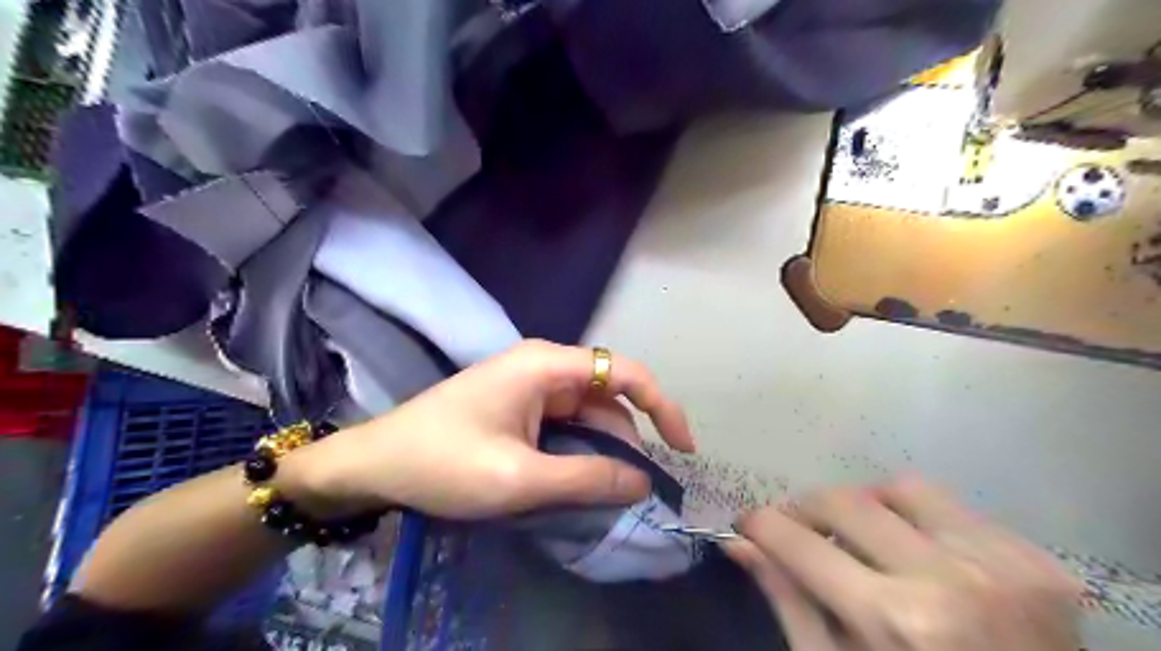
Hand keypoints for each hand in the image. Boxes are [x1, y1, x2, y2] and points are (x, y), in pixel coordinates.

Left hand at [291, 341, 692, 517]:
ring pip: (588, 414)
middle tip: (634, 490)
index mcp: (547, 365)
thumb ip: (587, 478)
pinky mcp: (520, 405)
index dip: (662, 406)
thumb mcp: (520, 478)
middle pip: (608, 397)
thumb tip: (643, 482)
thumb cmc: (443, 462)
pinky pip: (565, 424)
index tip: (681, 448)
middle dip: (628, 441)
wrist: (375, 463)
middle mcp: (545, 366)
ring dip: (602, 450)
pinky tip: (579, 479)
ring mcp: (531, 385)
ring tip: (605, 493)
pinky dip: (580, 451)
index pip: (625, 372)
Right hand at [729, 474, 1082, 649]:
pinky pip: (952, 507)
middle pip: (843, 500)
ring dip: (867, 508)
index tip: (746, 524)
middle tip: (798, 531)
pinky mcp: (1039, 561)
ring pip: (899, 488)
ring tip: (866, 541)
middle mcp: (949, 581)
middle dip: (805, 510)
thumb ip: (789, 599)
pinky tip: (922, 556)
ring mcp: (1002, 565)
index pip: (797, 542)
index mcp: (895, 621)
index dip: (759, 525)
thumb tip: (739, 542)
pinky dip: (919, 521)